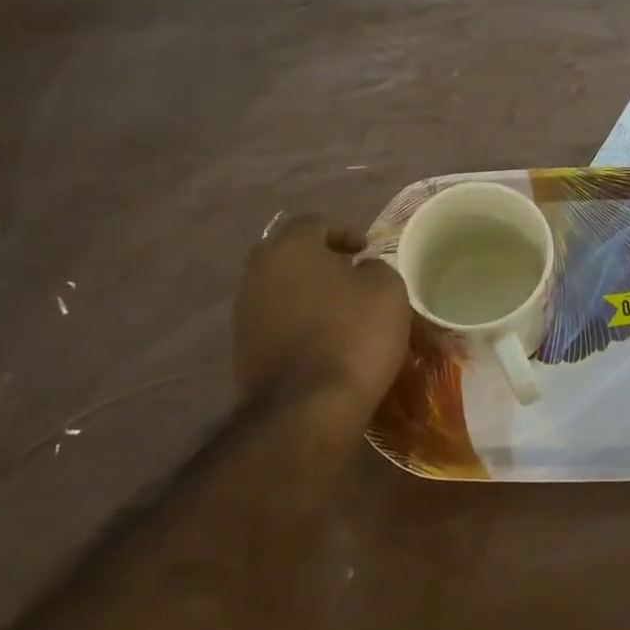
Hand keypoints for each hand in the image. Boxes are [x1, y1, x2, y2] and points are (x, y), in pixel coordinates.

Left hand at [232, 216, 411, 417]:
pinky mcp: (242, 349)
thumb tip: (361, 270)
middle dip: (319, 260)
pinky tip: (322, 340)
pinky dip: (296, 322)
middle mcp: (257, 273)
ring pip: (279, 288)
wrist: (308, 407)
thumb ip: (375, 267)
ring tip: (339, 311)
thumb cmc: (354, 334)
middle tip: (350, 276)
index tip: (366, 252)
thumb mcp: (387, 289)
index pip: (314, 222)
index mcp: (289, 248)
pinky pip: (274, 321)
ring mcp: (244, 313)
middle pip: (289, 254)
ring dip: (306, 292)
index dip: (344, 232)